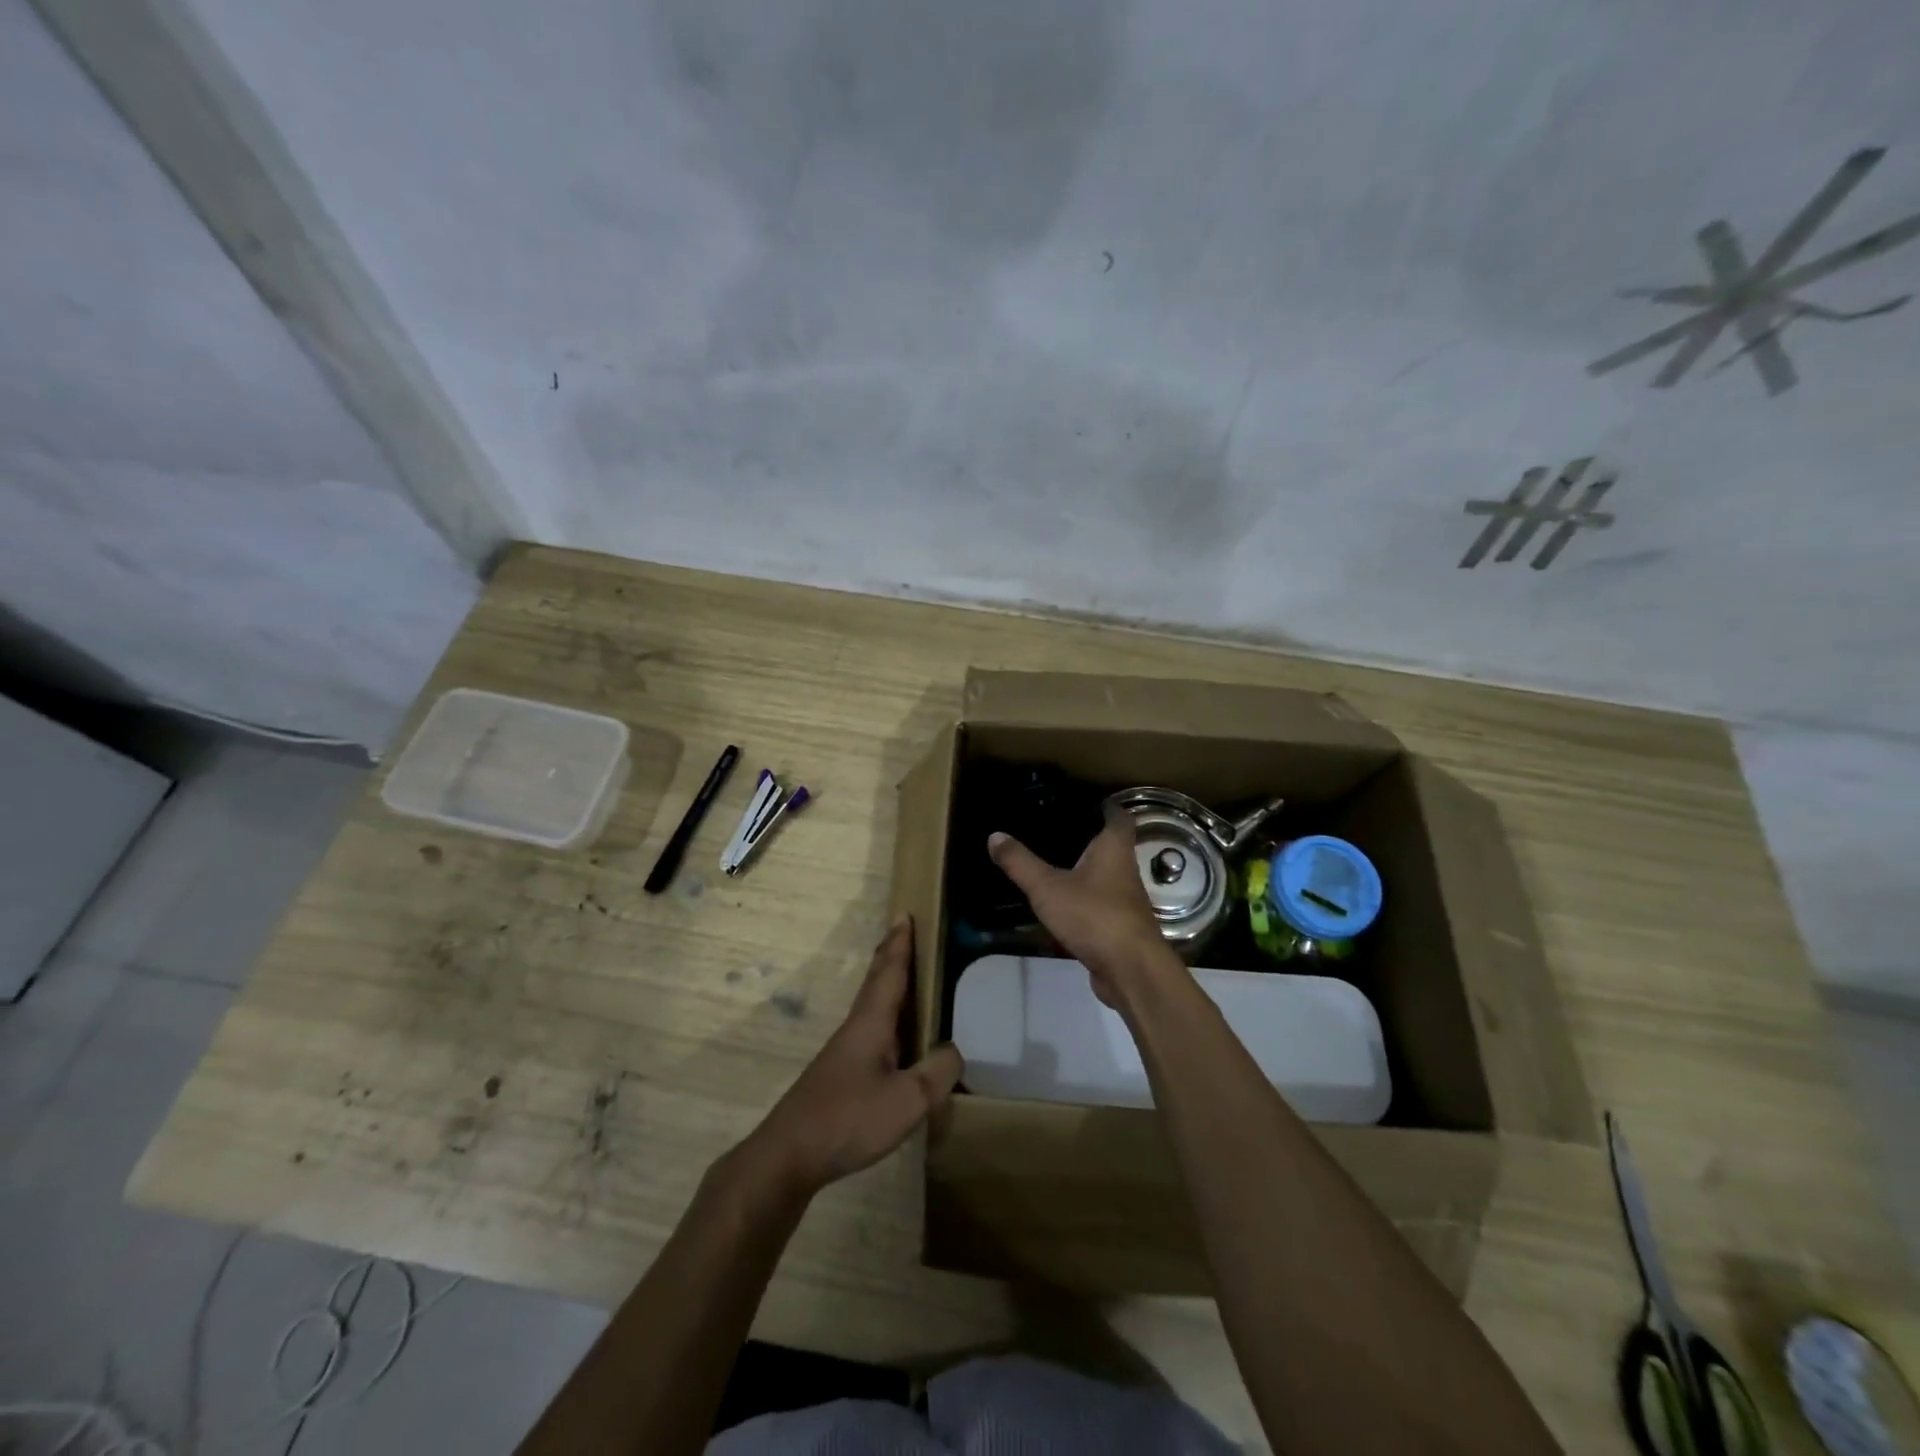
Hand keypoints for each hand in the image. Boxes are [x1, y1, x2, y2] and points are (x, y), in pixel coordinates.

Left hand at [742, 918, 963, 1198]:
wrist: (789, 1155)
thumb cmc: (849, 1119)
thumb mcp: (907, 1100)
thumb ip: (937, 1072)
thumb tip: (956, 1050)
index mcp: (871, 1023)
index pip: (889, 972)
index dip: (899, 944)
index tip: (905, 915)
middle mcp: (857, 1028)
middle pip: (876, 983)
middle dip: (891, 956)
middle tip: (904, 932)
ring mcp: (846, 1053)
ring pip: (872, 1007)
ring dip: (888, 985)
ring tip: (907, 977)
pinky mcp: (841, 1076)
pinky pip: (872, 1032)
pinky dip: (887, 1018)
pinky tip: (896, 1038)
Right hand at [988, 821, 1177, 1005]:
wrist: (1130, 970)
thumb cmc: (1093, 915)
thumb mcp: (1047, 887)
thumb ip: (1020, 862)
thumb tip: (994, 835)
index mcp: (1114, 849)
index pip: (1119, 817)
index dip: (1107, 807)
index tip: (1088, 801)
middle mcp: (1126, 870)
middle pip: (1113, 846)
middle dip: (1091, 838)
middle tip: (1060, 830)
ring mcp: (1126, 901)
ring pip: (1107, 876)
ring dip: (1088, 870)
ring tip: (1056, 863)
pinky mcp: (1121, 927)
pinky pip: (1101, 904)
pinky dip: (1085, 900)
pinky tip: (1063, 904)